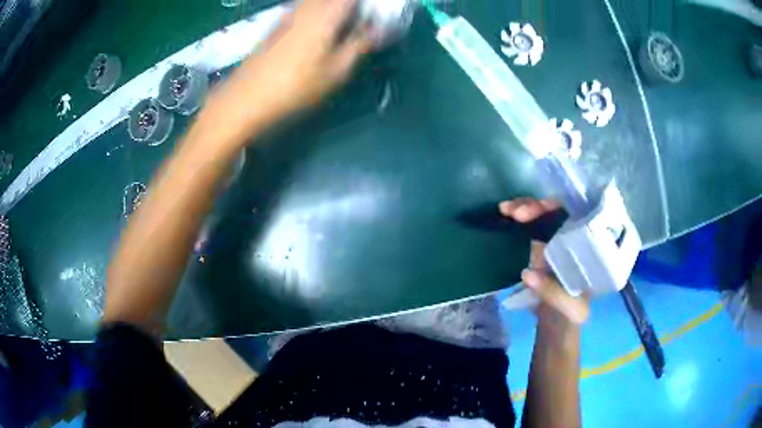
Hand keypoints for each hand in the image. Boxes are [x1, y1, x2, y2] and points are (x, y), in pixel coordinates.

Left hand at [232, 0, 372, 123]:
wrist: (246, 98)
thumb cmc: (295, 86)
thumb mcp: (336, 71)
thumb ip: (360, 44)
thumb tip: (381, 29)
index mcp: (325, 13)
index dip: (366, 2)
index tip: (378, 11)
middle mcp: (307, 7)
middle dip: (352, 5)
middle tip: (364, 19)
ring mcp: (289, 14)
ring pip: (318, 0)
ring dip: (336, 7)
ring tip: (347, 23)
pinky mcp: (278, 24)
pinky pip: (306, 6)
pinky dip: (320, 10)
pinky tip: (323, 29)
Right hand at [499, 198, 589, 324]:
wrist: (557, 322)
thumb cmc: (570, 314)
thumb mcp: (568, 308)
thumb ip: (552, 292)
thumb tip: (527, 273)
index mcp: (591, 247)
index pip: (581, 214)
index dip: (561, 207)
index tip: (540, 210)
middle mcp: (577, 236)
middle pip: (560, 209)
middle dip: (538, 205)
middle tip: (516, 213)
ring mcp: (559, 238)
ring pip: (544, 213)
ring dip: (526, 207)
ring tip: (505, 209)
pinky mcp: (543, 243)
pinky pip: (532, 224)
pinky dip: (519, 216)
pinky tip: (505, 213)